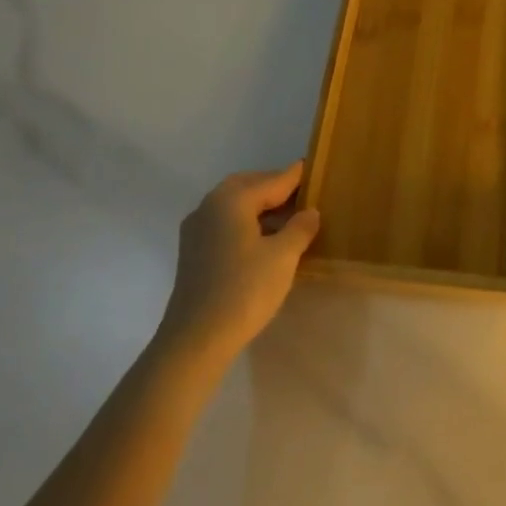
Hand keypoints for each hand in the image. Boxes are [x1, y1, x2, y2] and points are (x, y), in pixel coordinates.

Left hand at [160, 163, 320, 368]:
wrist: (196, 339)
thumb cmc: (244, 290)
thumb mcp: (283, 257)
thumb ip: (300, 228)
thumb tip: (309, 212)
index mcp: (232, 200)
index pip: (272, 180)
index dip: (295, 176)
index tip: (312, 167)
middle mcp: (209, 206)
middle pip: (248, 186)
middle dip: (274, 188)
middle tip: (302, 195)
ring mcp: (197, 229)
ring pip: (233, 205)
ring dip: (260, 206)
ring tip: (288, 219)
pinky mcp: (193, 251)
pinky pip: (224, 223)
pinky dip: (245, 222)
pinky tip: (264, 240)